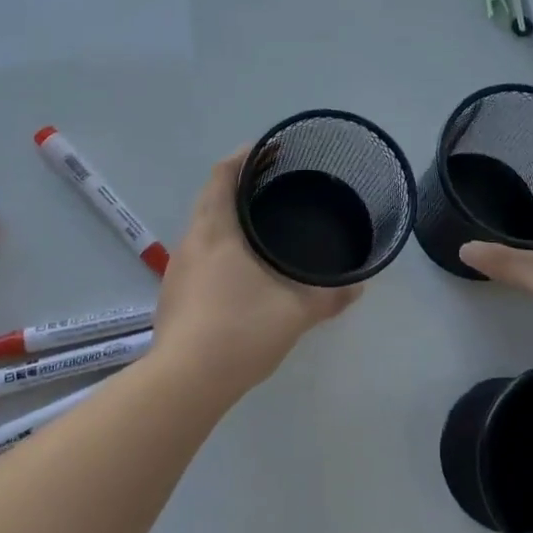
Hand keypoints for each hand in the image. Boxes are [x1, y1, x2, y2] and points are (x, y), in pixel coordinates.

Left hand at [152, 149, 362, 399]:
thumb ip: (329, 296)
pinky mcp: (173, 297)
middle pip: (211, 198)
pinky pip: (199, 257)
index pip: (222, 175)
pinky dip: (220, 249)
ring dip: (227, 220)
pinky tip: (241, 272)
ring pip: (203, 229)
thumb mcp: (295, 312)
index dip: (243, 157)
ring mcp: (177, 270)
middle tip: (275, 188)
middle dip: (239, 187)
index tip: (269, 150)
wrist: (184, 382)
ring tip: (261, 228)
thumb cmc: (240, 330)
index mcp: (215, 231)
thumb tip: (359, 286)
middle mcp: (191, 242)